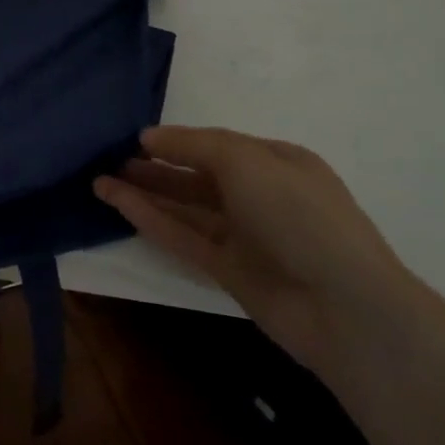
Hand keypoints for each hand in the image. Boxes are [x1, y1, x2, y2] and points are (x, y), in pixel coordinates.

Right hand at [95, 125, 418, 371]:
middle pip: (197, 175)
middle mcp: (260, 195)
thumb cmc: (299, 215)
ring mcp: (245, 236)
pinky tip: (119, 205)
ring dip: (146, 193)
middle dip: (156, 166)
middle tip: (110, 159)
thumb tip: (150, 137)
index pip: (217, 144)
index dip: (176, 140)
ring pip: (186, 207)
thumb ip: (196, 144)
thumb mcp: (248, 161)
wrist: (344, 306)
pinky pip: (184, 238)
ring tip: (100, 180)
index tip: (133, 138)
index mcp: (275, 162)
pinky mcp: (230, 271)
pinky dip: (152, 220)